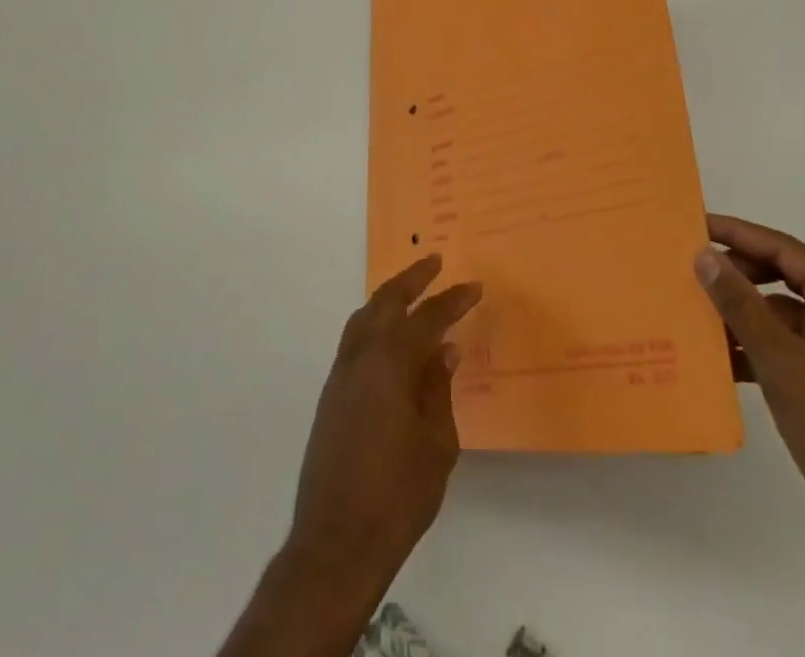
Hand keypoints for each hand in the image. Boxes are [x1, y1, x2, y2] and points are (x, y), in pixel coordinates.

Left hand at [286, 254, 482, 591]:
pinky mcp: (331, 394)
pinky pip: (355, 340)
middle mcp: (361, 356)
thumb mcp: (436, 444)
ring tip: (412, 290)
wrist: (337, 542)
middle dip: (412, 278)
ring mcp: (341, 374)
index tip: (474, 286)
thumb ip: (439, 389)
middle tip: (434, 261)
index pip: (427, 318)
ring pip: (364, 317)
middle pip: (386, 302)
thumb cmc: (398, 495)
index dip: (453, 300)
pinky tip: (389, 337)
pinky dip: (374, 324)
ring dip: (388, 298)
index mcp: (391, 362)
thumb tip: (444, 349)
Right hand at [695, 215, 804, 656]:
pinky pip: (794, 343)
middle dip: (739, 275)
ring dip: (745, 314)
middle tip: (692, 271)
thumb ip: (740, 303)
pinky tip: (723, 357)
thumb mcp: (780, 360)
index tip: (695, 226)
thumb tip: (703, 255)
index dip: (738, 234)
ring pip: (786, 312)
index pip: (787, 250)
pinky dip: (761, 345)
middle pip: (787, 276)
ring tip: (699, 314)